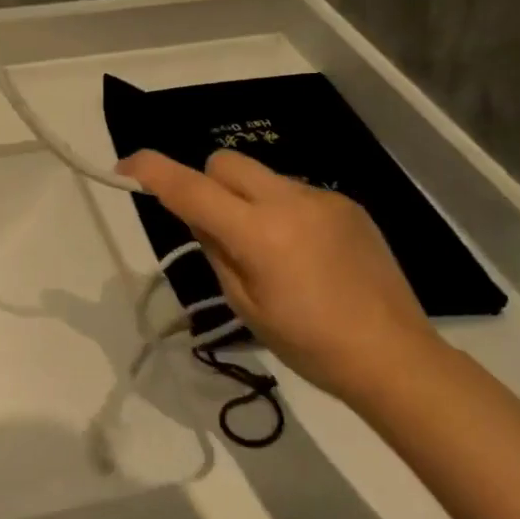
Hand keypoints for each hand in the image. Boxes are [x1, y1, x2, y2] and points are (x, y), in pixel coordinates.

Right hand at [117, 149, 443, 401]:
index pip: (190, 188)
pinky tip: (304, 253)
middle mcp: (289, 201)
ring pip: (261, 177)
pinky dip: (282, 210)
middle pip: (225, 162)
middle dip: (207, 183)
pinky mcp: (347, 204)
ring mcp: (322, 198)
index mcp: (257, 232)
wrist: (394, 356)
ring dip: (247, 199)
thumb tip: (200, 217)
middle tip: (215, 228)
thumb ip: (216, 250)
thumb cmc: (309, 344)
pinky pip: (295, 192)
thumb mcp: (245, 304)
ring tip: (270, 251)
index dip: (151, 171)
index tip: (125, 168)